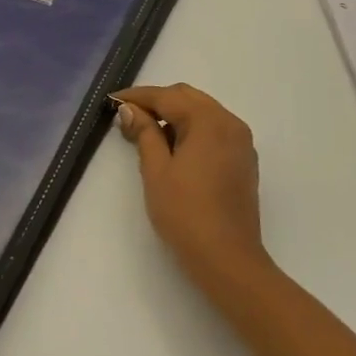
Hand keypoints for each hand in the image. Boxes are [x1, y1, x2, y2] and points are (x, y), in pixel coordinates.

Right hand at [115, 84, 269, 292]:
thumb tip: (130, 110)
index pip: (167, 97)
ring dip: (174, 115)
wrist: (228, 259)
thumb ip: (144, 133)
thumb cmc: (186, 213)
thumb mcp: (156, 170)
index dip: (137, 97)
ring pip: (202, 112)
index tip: (111, 100)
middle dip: (157, 102)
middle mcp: (230, 123)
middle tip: (127, 116)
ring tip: (146, 132)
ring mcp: (241, 142)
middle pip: (188, 98)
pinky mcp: (243, 160)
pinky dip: (191, 129)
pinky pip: (214, 130)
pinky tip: (172, 147)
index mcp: (209, 121)